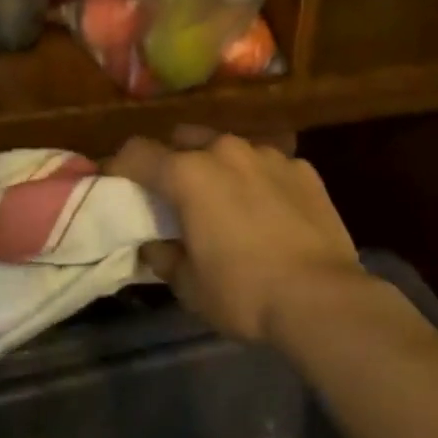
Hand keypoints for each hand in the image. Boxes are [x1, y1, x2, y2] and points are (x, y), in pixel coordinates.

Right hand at [108, 132, 363, 342]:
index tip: (115, 183)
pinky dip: (258, 179)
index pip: (137, 153)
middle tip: (174, 193)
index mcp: (188, 174)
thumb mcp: (189, 286)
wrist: (322, 298)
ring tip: (226, 200)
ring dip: (218, 167)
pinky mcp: (302, 167)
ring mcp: (268, 154)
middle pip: (184, 139)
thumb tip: (155, 243)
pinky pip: (268, 164)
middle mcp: (225, 150)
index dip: (120, 166)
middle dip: (172, 159)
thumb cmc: (245, 292)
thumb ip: (164, 256)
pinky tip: (269, 210)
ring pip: (229, 147)